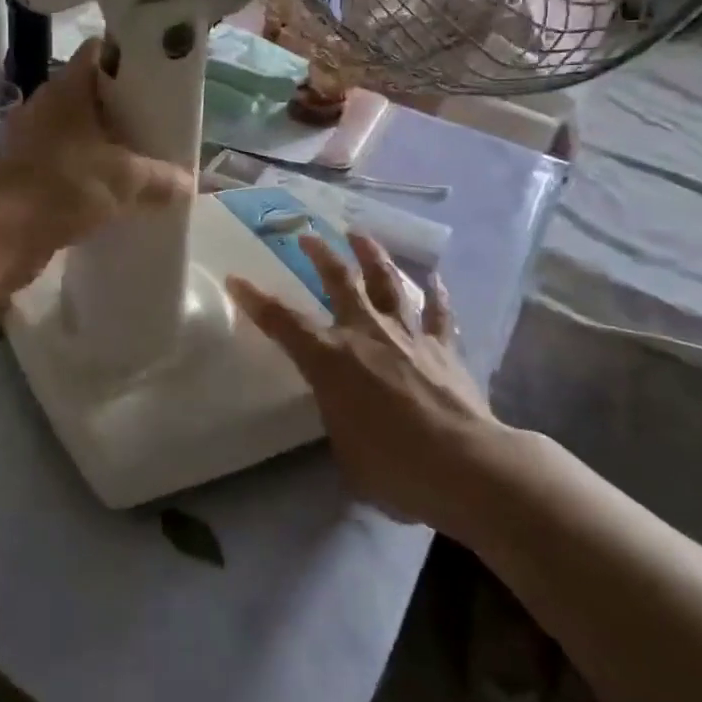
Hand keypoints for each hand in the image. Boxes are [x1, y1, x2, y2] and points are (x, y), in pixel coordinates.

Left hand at [0, 40, 192, 294]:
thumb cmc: (61, 186)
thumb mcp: (124, 179)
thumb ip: (161, 178)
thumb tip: (190, 183)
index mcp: (69, 89)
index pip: (102, 52)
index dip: (132, 56)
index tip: (162, 73)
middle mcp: (49, 107)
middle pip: (95, 95)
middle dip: (128, 109)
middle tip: (163, 122)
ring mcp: (35, 141)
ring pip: (82, 133)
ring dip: (110, 146)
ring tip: (148, 159)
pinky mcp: (29, 174)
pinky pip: (70, 165)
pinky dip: (92, 174)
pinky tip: (118, 192)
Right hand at [226, 232, 497, 525]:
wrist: (465, 465)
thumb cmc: (393, 467)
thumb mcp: (345, 451)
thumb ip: (339, 420)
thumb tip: (345, 415)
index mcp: (330, 359)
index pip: (282, 322)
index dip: (255, 300)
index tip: (236, 279)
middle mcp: (365, 333)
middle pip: (339, 280)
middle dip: (320, 254)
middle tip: (308, 235)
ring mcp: (407, 334)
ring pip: (386, 281)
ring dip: (372, 254)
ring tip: (360, 235)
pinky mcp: (443, 346)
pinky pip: (438, 311)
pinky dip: (436, 293)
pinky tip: (436, 278)